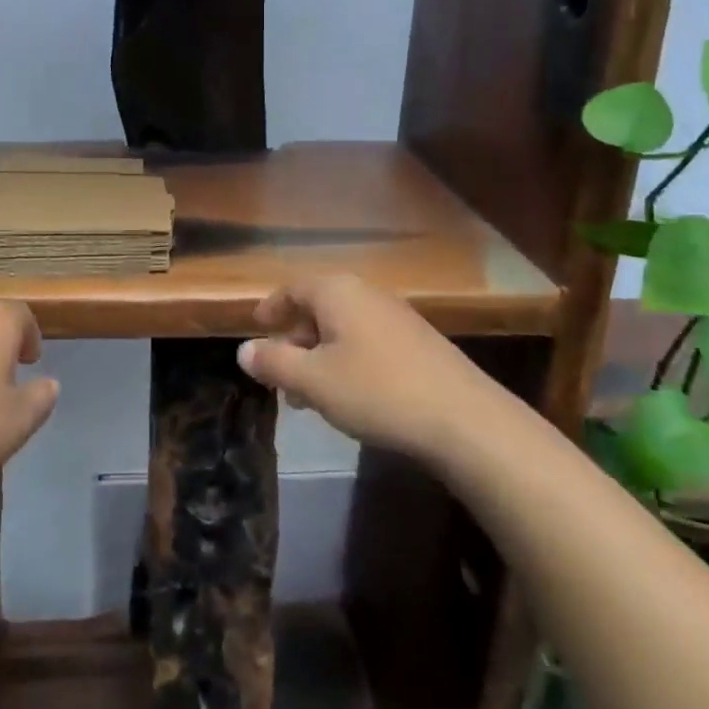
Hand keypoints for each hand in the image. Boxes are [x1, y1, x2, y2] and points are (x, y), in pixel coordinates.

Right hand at [238, 275, 500, 460]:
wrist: (465, 420)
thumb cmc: (376, 391)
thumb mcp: (313, 381)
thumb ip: (274, 363)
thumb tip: (244, 350)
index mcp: (337, 292)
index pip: (293, 288)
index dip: (271, 307)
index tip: (256, 327)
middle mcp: (366, 294)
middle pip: (319, 307)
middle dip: (295, 339)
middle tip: (279, 374)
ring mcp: (397, 317)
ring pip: (344, 328)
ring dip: (320, 355)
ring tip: (309, 395)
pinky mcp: (419, 343)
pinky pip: (368, 342)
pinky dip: (348, 361)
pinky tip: (350, 397)